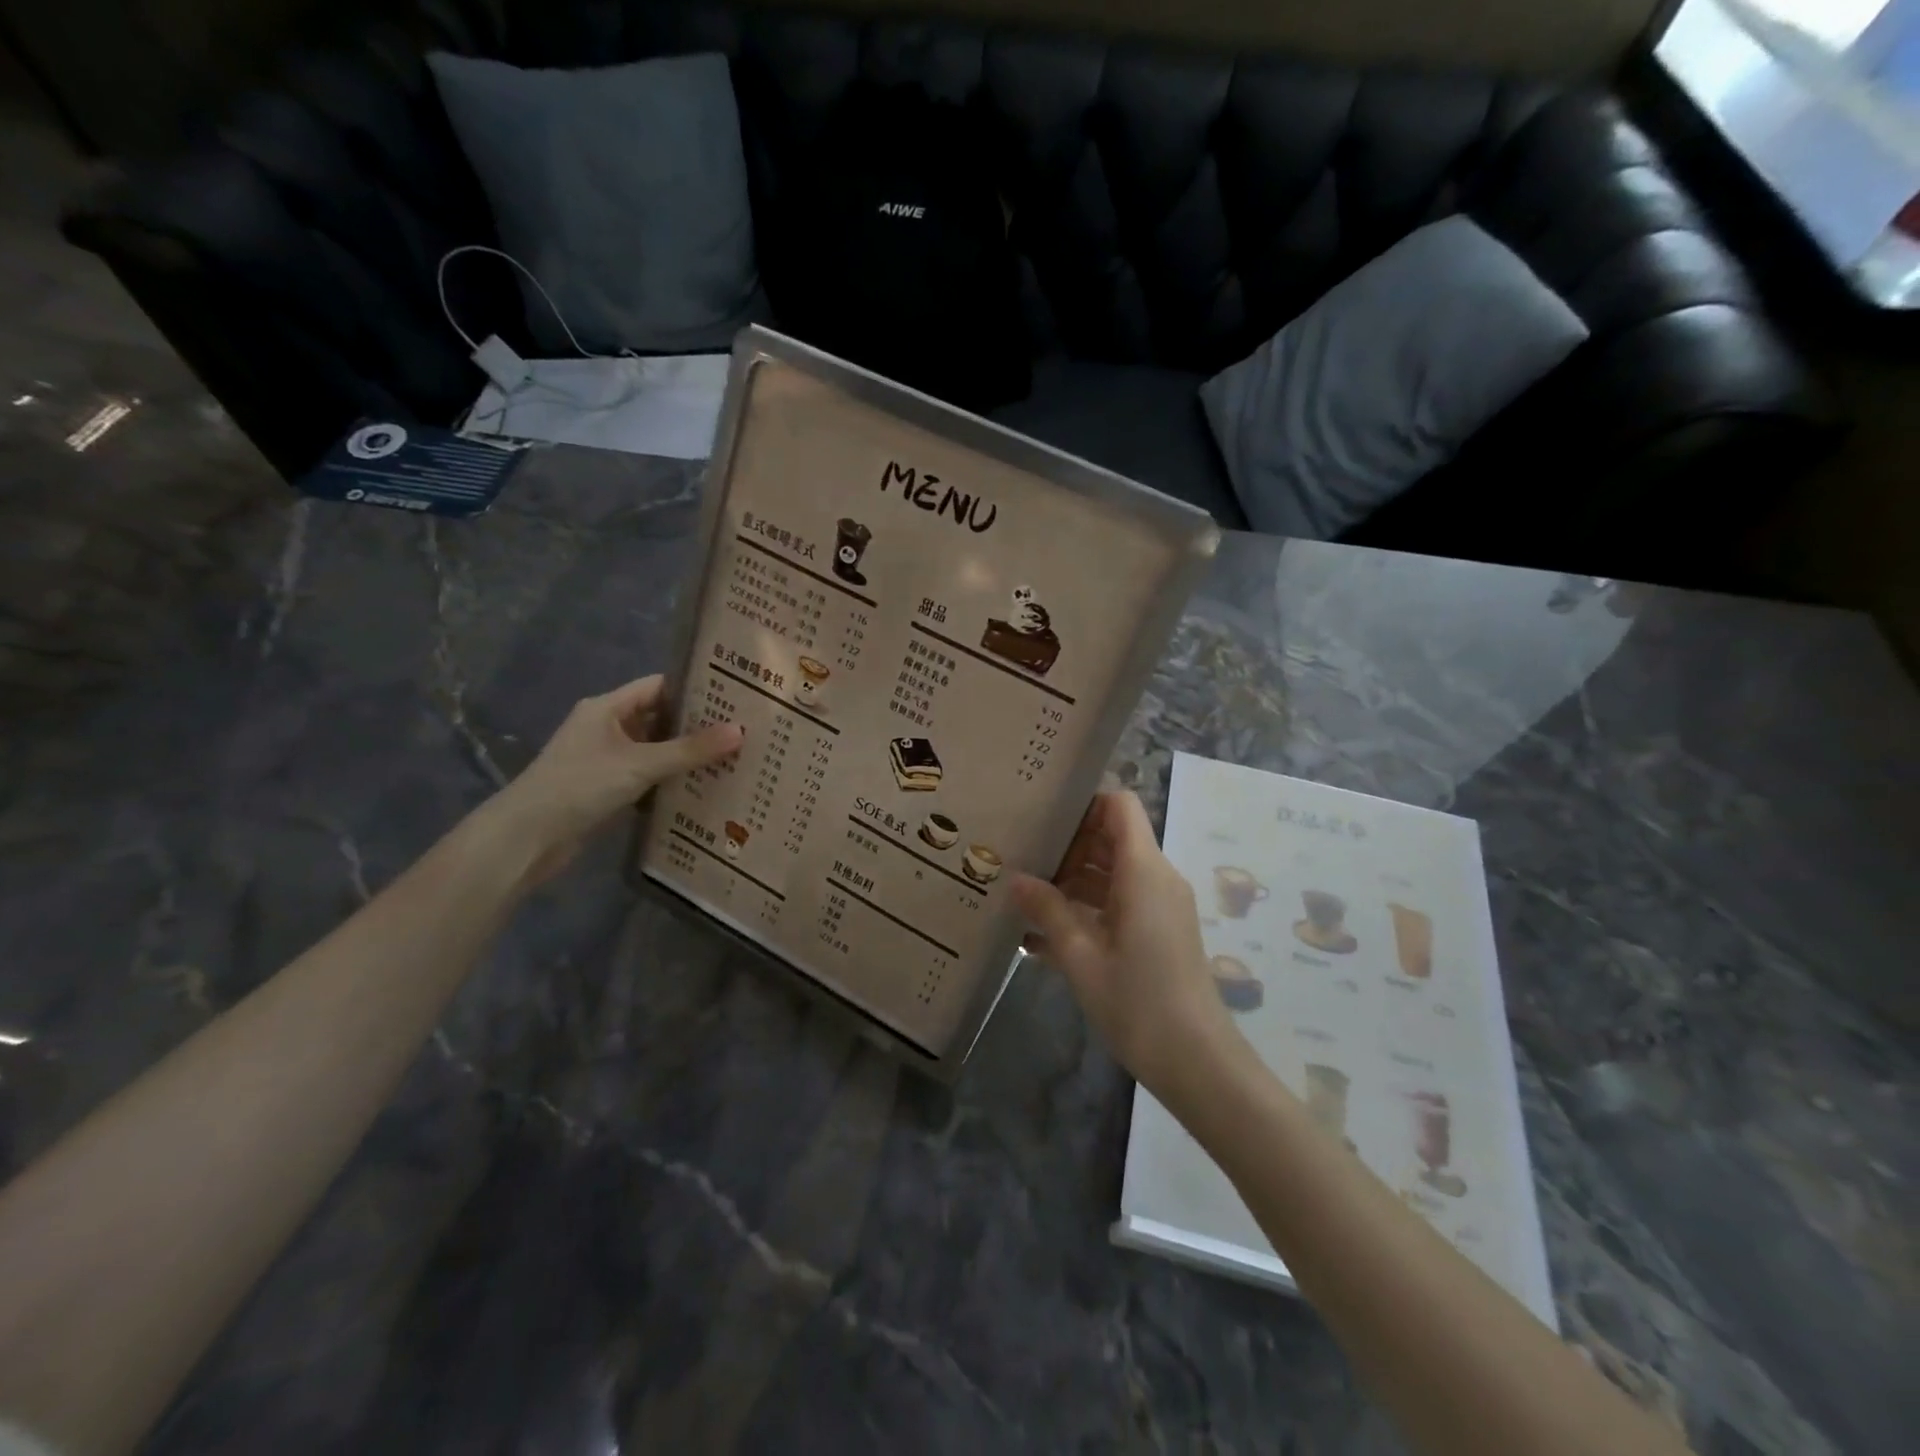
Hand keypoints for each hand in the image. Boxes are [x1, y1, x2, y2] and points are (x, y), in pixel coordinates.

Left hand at [487, 675, 741, 882]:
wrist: (528, 837)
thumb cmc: (580, 785)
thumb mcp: (640, 764)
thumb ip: (690, 749)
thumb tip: (740, 731)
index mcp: (607, 708)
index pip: (659, 686)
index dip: (694, 688)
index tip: (733, 696)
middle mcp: (606, 727)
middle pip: (659, 718)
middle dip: (696, 725)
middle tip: (742, 730)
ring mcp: (605, 759)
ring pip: (654, 749)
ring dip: (685, 755)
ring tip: (731, 758)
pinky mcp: (606, 787)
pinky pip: (647, 775)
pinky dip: (670, 779)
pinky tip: (701, 788)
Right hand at [1011, 791, 1244, 1101]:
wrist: (1198, 1062)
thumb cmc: (1138, 1003)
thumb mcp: (1081, 956)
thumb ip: (1047, 911)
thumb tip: (1015, 879)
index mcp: (1142, 870)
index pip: (1118, 805)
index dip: (1082, 802)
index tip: (1041, 817)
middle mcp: (1155, 878)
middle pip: (1110, 837)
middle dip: (1066, 845)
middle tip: (1018, 857)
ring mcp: (1158, 907)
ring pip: (1110, 873)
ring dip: (1070, 882)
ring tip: (1021, 897)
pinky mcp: (1158, 933)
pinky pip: (1117, 904)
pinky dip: (1085, 910)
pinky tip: (1041, 937)